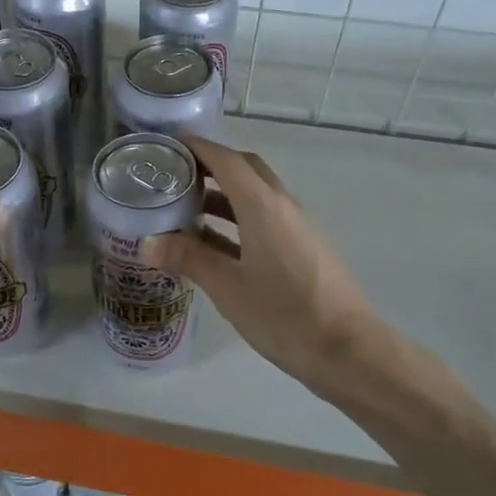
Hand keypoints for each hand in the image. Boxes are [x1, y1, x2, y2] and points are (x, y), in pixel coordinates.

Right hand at [141, 136, 392, 403]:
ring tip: (184, 208)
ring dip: (222, 195)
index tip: (168, 144)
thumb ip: (189, 259)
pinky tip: (212, 244)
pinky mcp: (302, 250)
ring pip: (255, 197)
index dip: (198, 147)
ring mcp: (296, 228)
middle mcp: (282, 206)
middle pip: (245, 170)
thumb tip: (148, 243)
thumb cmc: (284, 314)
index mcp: (263, 206)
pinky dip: (236, 220)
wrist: (347, 350)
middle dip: (211, 166)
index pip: (227, 160)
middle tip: (174, 175)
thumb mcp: (228, 287)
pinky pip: (263, 220)